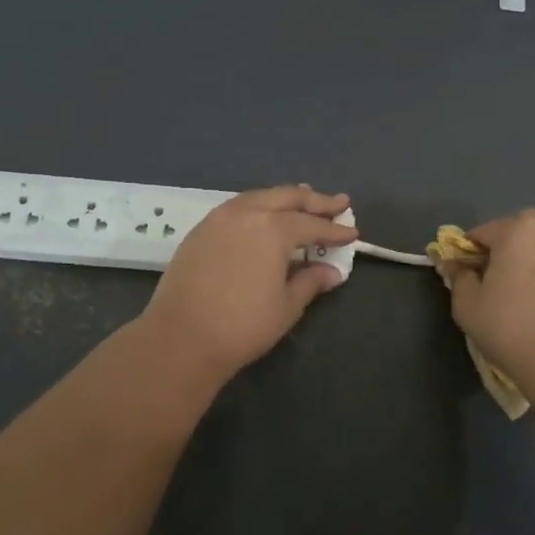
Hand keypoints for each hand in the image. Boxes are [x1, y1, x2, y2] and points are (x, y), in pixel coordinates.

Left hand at [139, 185, 356, 377]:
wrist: (181, 338)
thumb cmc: (242, 325)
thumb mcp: (286, 306)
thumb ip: (310, 282)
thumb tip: (332, 273)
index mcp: (273, 228)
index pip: (312, 224)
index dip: (335, 230)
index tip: (353, 233)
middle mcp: (247, 213)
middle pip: (287, 197)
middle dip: (315, 200)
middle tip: (338, 203)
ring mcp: (220, 218)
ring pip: (260, 197)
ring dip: (285, 198)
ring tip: (303, 200)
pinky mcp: (200, 230)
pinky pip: (238, 207)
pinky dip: (259, 206)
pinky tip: (264, 217)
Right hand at [442, 209, 534, 376]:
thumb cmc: (511, 328)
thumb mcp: (468, 306)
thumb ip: (458, 279)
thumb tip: (455, 266)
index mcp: (517, 230)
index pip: (482, 232)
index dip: (469, 253)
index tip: (466, 276)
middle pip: (521, 230)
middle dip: (506, 247)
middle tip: (497, 279)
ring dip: (534, 261)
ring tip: (526, 295)